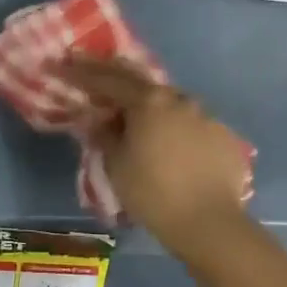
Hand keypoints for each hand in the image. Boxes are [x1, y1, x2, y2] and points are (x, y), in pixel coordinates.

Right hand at [57, 54, 249, 252]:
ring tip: (136, 114)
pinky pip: (192, 125)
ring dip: (149, 104)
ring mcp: (207, 116)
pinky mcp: (224, 137)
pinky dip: (175, 127)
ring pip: (170, 102)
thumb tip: (98, 119)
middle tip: (94, 74)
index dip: (81, 71)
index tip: (62, 63)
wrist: (209, 223)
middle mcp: (179, 99)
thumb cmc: (152, 193)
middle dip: (115, 77)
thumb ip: (104, 134)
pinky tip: (171, 144)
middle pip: (141, 82)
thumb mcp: (116, 164)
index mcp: (148, 101)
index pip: (107, 79)